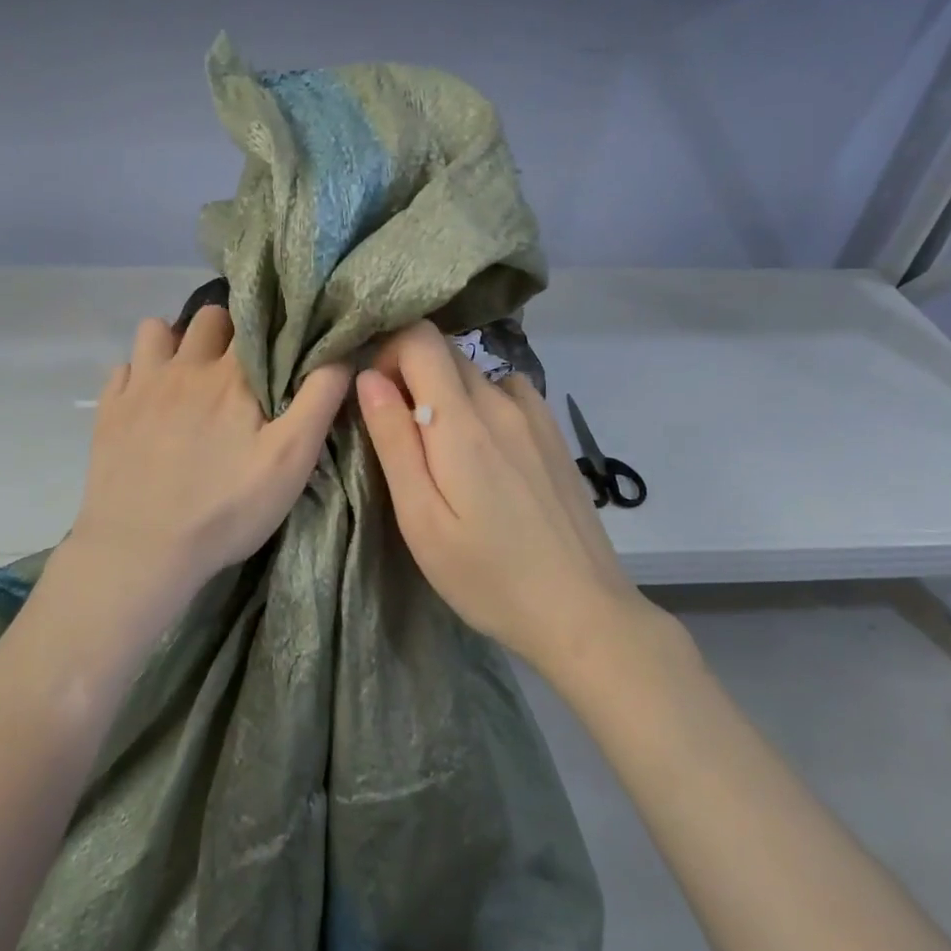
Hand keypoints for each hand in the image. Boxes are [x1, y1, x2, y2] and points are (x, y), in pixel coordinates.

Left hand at [68, 306, 350, 610]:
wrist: (141, 549)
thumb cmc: (226, 508)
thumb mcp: (291, 461)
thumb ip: (319, 401)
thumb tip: (340, 354)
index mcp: (232, 376)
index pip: (254, 322)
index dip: (269, 328)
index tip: (278, 346)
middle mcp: (185, 367)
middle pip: (207, 317)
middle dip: (226, 330)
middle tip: (237, 366)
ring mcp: (141, 386)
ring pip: (156, 330)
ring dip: (175, 342)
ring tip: (187, 375)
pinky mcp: (109, 411)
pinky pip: (123, 367)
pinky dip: (138, 375)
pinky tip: (149, 402)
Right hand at [356, 322, 652, 667]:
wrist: (581, 611)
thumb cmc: (487, 575)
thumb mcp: (422, 518)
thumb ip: (394, 440)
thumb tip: (369, 377)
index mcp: (463, 421)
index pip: (420, 339)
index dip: (388, 354)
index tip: (377, 400)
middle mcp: (502, 403)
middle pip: (446, 352)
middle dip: (411, 376)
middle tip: (402, 436)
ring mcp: (536, 416)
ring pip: (476, 372)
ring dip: (447, 393)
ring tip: (443, 452)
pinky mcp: (554, 434)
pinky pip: (508, 392)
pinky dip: (483, 404)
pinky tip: (486, 452)